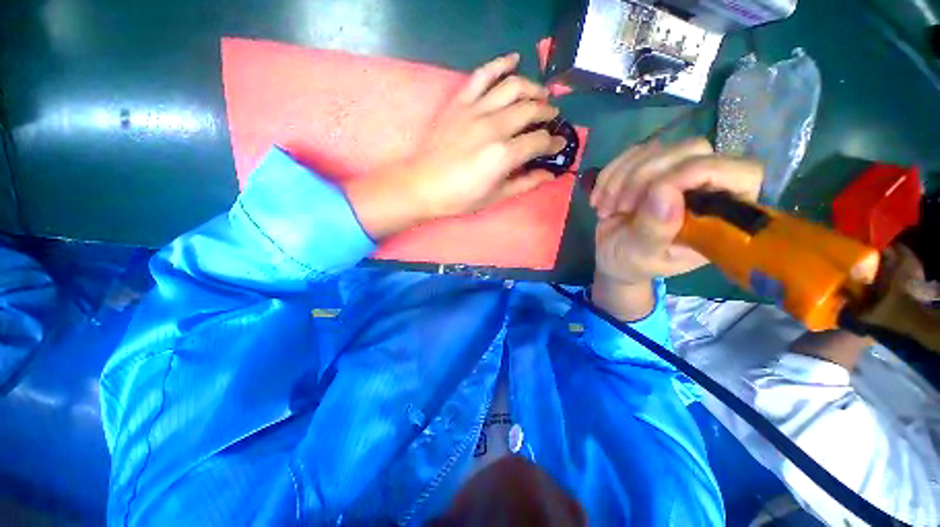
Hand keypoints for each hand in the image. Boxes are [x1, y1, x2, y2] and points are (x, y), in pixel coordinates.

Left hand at [346, 53, 565, 239]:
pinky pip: (483, 75)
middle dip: (548, 113)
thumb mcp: (495, 197)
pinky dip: (500, 64)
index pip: (539, 141)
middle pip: (531, 110)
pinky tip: (513, 60)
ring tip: (542, 95)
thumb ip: (525, 183)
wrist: (422, 185)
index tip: (558, 144)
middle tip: (553, 119)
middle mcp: (494, 127)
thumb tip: (549, 174)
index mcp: (503, 155)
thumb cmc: (459, 197)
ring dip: (533, 87)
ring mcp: (475, 110)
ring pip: (513, 87)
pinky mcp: (460, 102)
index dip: (553, 142)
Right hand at [590, 139, 762, 285]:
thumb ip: (655, 230)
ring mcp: (679, 171)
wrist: (612, 254)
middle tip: (619, 207)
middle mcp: (708, 186)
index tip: (651, 194)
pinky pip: (634, 152)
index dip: (697, 171)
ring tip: (605, 208)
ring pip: (658, 148)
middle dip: (644, 177)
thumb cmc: (632, 263)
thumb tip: (665, 193)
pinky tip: (599, 196)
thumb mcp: (641, 255)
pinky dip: (611, 173)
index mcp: (721, 215)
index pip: (739, 173)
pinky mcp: (653, 166)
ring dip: (621, 178)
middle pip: (693, 150)